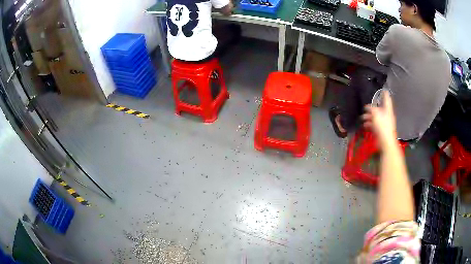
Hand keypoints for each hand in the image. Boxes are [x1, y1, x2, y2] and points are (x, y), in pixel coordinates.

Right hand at [362, 90, 396, 143]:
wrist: (385, 142)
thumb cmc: (382, 127)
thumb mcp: (376, 114)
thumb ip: (371, 109)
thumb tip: (367, 107)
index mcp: (387, 110)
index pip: (387, 99)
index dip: (385, 93)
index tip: (383, 89)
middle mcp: (386, 115)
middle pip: (379, 109)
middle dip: (372, 108)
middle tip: (365, 107)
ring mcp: (383, 123)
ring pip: (375, 117)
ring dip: (368, 117)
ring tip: (362, 118)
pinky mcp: (380, 130)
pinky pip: (374, 125)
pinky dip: (369, 124)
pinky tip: (364, 125)